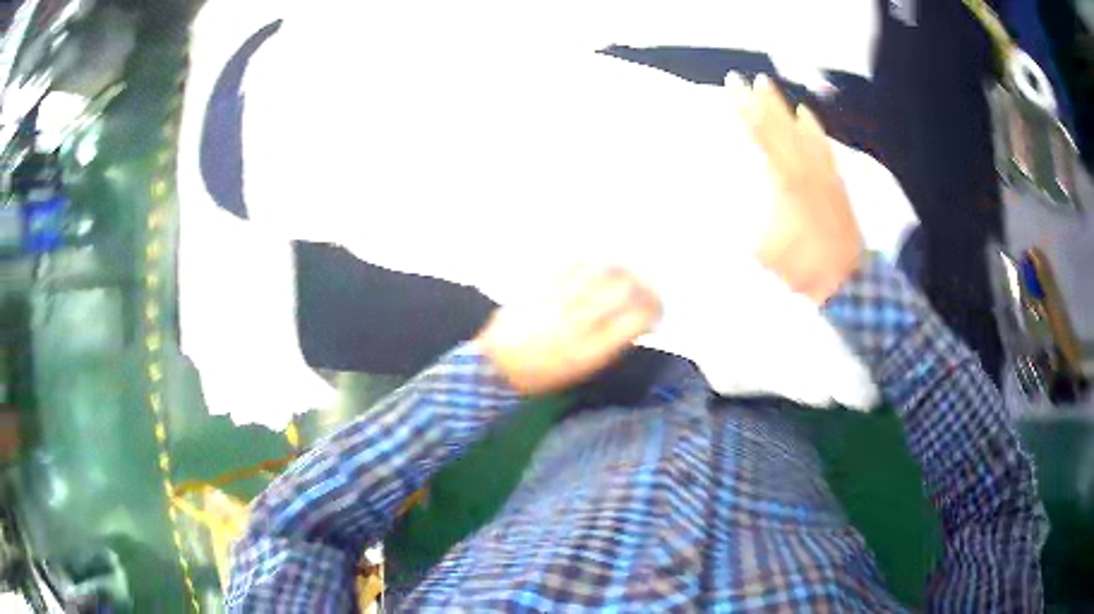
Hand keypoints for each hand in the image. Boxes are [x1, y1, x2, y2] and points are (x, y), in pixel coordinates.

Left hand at [474, 265, 661, 396]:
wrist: (496, 365)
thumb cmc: (543, 376)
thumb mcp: (585, 370)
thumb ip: (614, 343)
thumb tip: (638, 318)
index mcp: (589, 349)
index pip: (637, 317)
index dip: (655, 311)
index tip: (656, 315)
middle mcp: (577, 319)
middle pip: (625, 287)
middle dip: (646, 288)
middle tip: (648, 295)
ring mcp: (559, 297)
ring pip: (604, 269)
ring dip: (625, 271)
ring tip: (629, 279)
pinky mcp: (543, 283)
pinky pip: (577, 262)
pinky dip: (596, 264)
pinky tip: (600, 271)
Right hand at [727, 73, 863, 303]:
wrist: (845, 279)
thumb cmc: (801, 267)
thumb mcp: (762, 248)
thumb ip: (744, 218)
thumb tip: (723, 197)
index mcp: (784, 179)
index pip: (759, 135)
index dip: (741, 111)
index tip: (726, 91)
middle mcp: (804, 166)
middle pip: (778, 124)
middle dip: (756, 99)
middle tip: (739, 78)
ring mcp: (823, 171)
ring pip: (799, 128)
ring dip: (781, 105)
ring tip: (767, 84)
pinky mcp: (835, 180)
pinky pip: (822, 143)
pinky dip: (811, 125)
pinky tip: (805, 114)